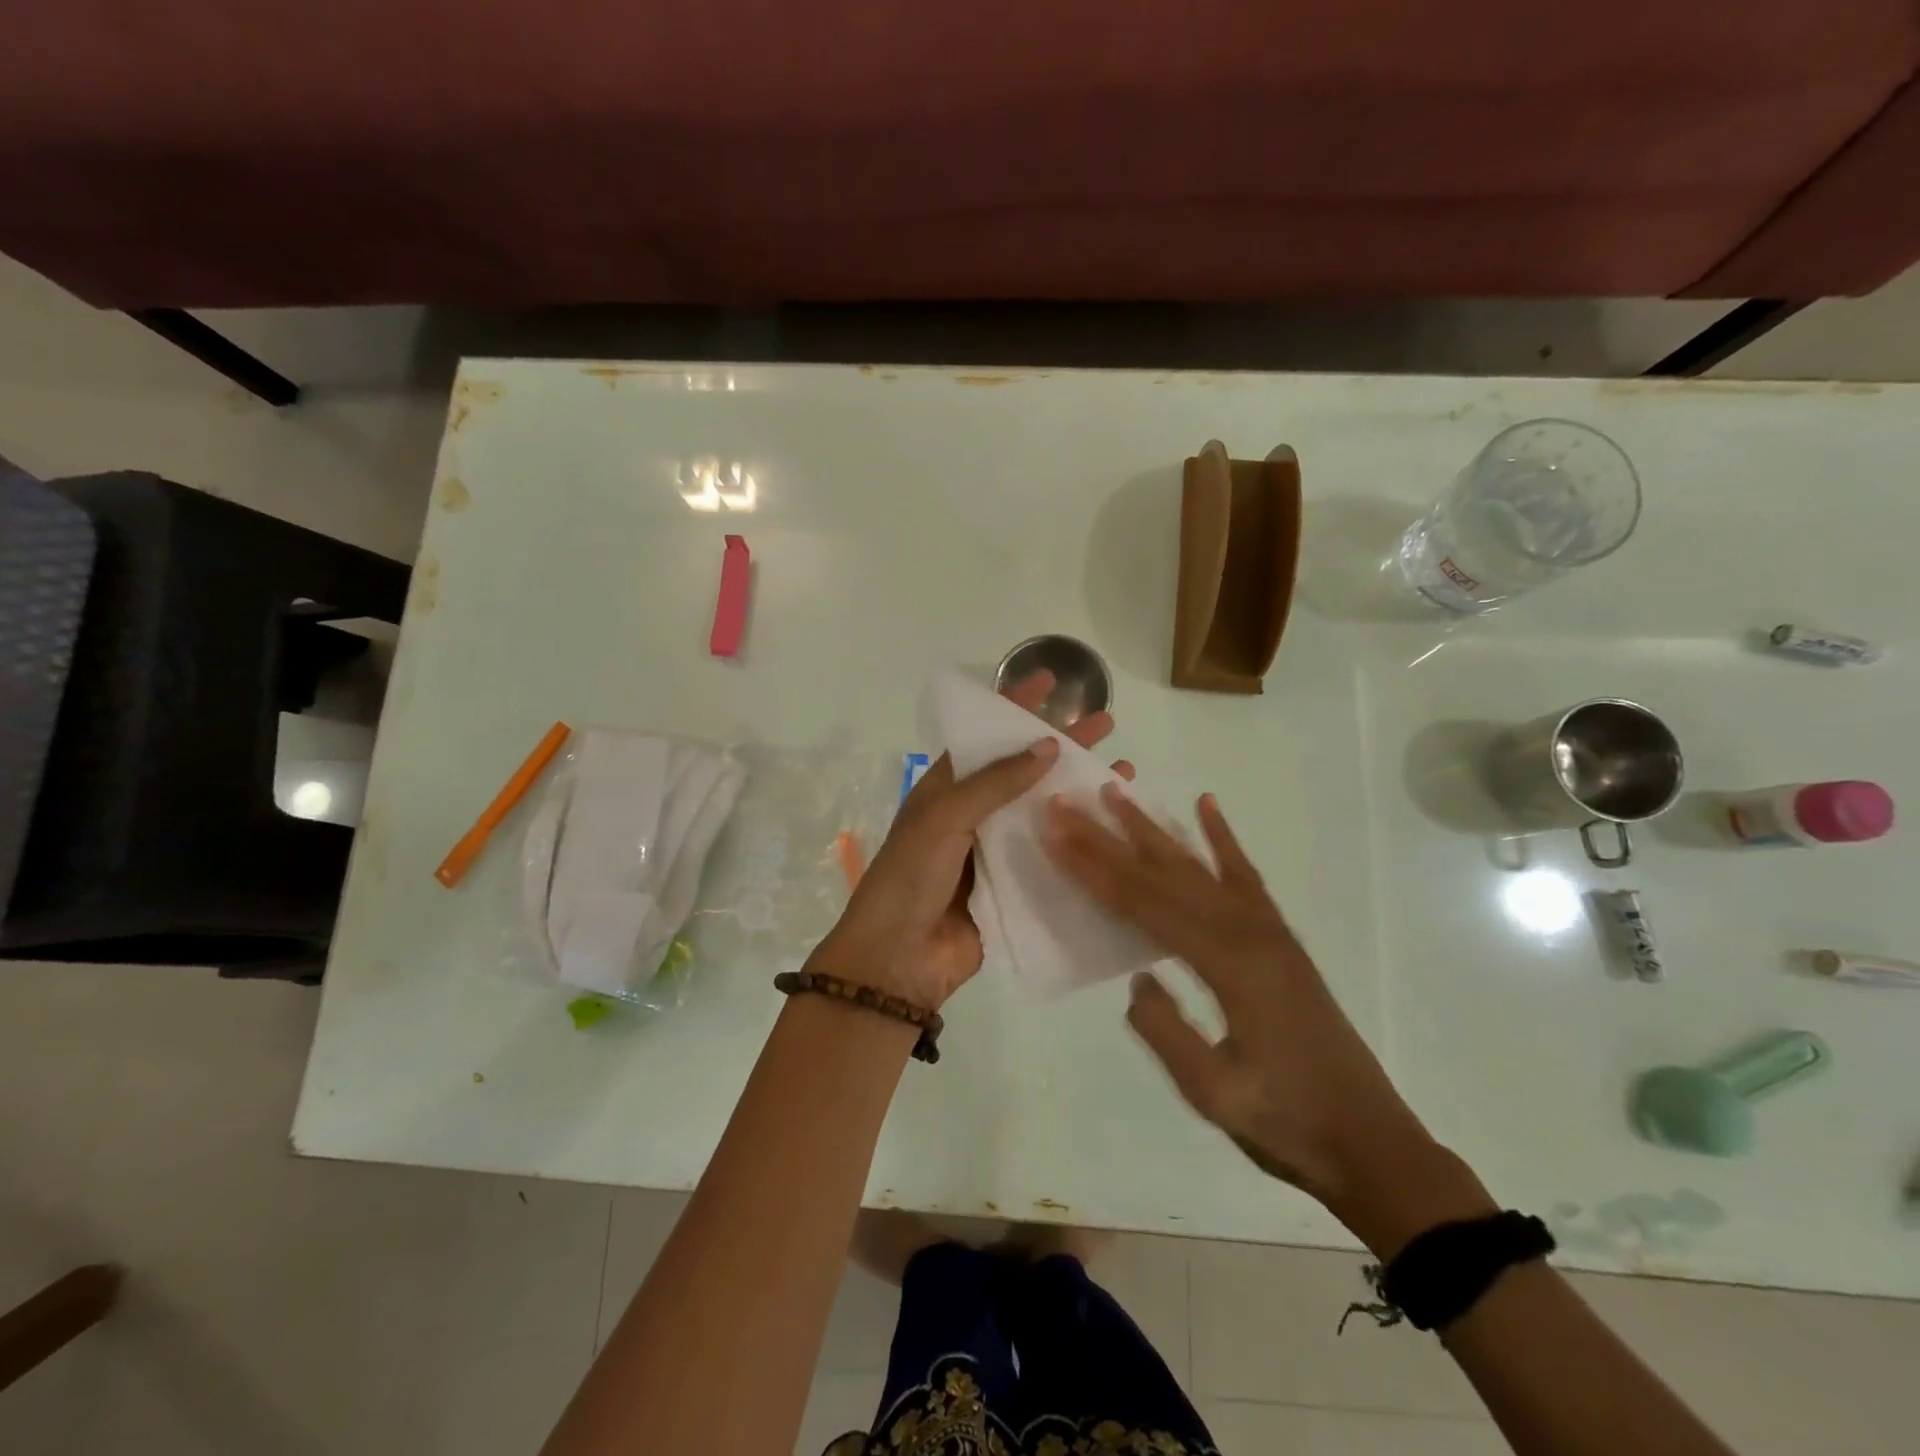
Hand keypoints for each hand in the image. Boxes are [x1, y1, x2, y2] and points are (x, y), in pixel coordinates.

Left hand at [810, 673, 1131, 1010]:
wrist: (899, 959)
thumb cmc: (911, 876)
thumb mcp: (944, 818)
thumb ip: (995, 783)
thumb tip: (1049, 746)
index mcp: (947, 790)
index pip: (987, 739)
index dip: (1016, 709)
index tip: (1050, 682)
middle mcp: (974, 815)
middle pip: (1025, 771)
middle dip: (1064, 746)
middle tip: (1106, 724)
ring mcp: (996, 852)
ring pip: (1044, 812)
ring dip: (1080, 792)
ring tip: (1126, 772)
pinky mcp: (1015, 887)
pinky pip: (1051, 856)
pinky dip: (1080, 840)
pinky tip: (1114, 829)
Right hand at [1043, 786, 1437, 1212]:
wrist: (1371, 1142)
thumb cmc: (1288, 1124)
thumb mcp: (1213, 1092)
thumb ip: (1165, 1030)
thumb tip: (1136, 979)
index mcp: (1227, 965)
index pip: (1144, 905)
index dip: (1094, 869)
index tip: (1056, 834)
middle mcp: (1247, 931)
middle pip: (1163, 875)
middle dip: (1109, 837)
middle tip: (1067, 803)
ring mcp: (1267, 929)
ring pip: (1198, 867)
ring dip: (1153, 829)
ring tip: (1119, 791)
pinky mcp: (1279, 937)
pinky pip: (1245, 875)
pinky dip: (1223, 839)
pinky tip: (1207, 806)